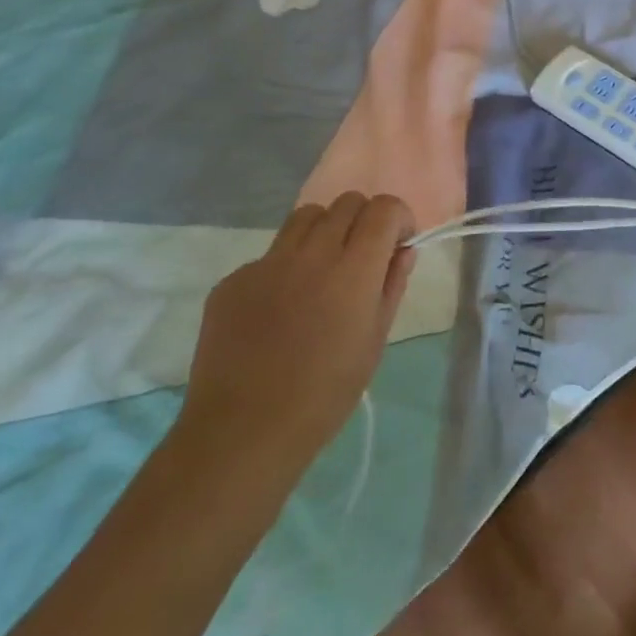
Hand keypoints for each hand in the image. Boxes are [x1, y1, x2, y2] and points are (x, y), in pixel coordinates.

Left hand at [175, 193, 416, 486]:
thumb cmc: (325, 394)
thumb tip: (403, 251)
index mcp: (353, 269)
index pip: (384, 208)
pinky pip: (269, 255)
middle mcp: (311, 253)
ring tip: (322, 270)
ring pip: (306, 217)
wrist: (242, 433)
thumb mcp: (375, 341)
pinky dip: (286, 266)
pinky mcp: (232, 281)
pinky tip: (280, 309)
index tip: (398, 245)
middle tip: (362, 256)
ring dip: (325, 230)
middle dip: (364, 220)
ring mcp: (267, 264)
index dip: (399, 218)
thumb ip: (392, 286)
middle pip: (347, 202)